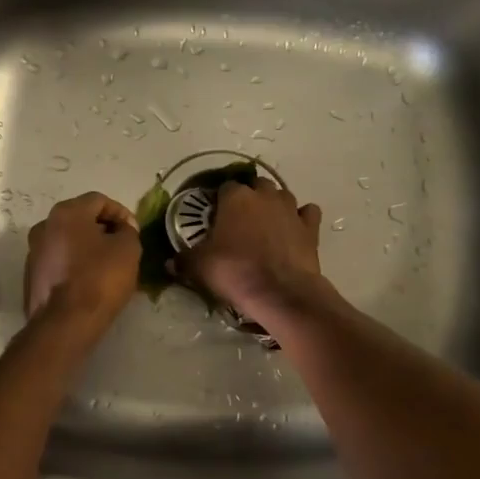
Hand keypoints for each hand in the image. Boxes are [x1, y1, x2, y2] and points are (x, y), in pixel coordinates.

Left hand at [24, 192, 142, 334]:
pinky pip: (59, 261)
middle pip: (80, 219)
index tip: (134, 231)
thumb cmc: (100, 278)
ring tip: (108, 264)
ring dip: (88, 246)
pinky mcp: (31, 276)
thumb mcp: (128, 249)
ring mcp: (34, 251)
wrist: (65, 323)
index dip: (121, 213)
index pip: (99, 200)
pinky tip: (89, 280)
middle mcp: (44, 226)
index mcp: (66, 213)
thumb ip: (127, 231)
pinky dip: (75, 263)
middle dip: (103, 229)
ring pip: (67, 240)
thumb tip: (122, 229)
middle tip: (123, 245)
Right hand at [177, 177, 327, 325]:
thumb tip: (169, 262)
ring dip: (274, 205)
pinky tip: (294, 230)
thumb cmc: (235, 272)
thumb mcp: (199, 267)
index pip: (224, 187)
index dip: (219, 201)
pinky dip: (301, 218)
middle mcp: (264, 195)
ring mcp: (290, 208)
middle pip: (256, 186)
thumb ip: (184, 260)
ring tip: (266, 226)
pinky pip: (307, 213)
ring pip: (282, 195)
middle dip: (249, 198)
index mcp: (235, 197)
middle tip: (240, 222)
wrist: (280, 292)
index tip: (215, 217)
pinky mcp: (310, 226)